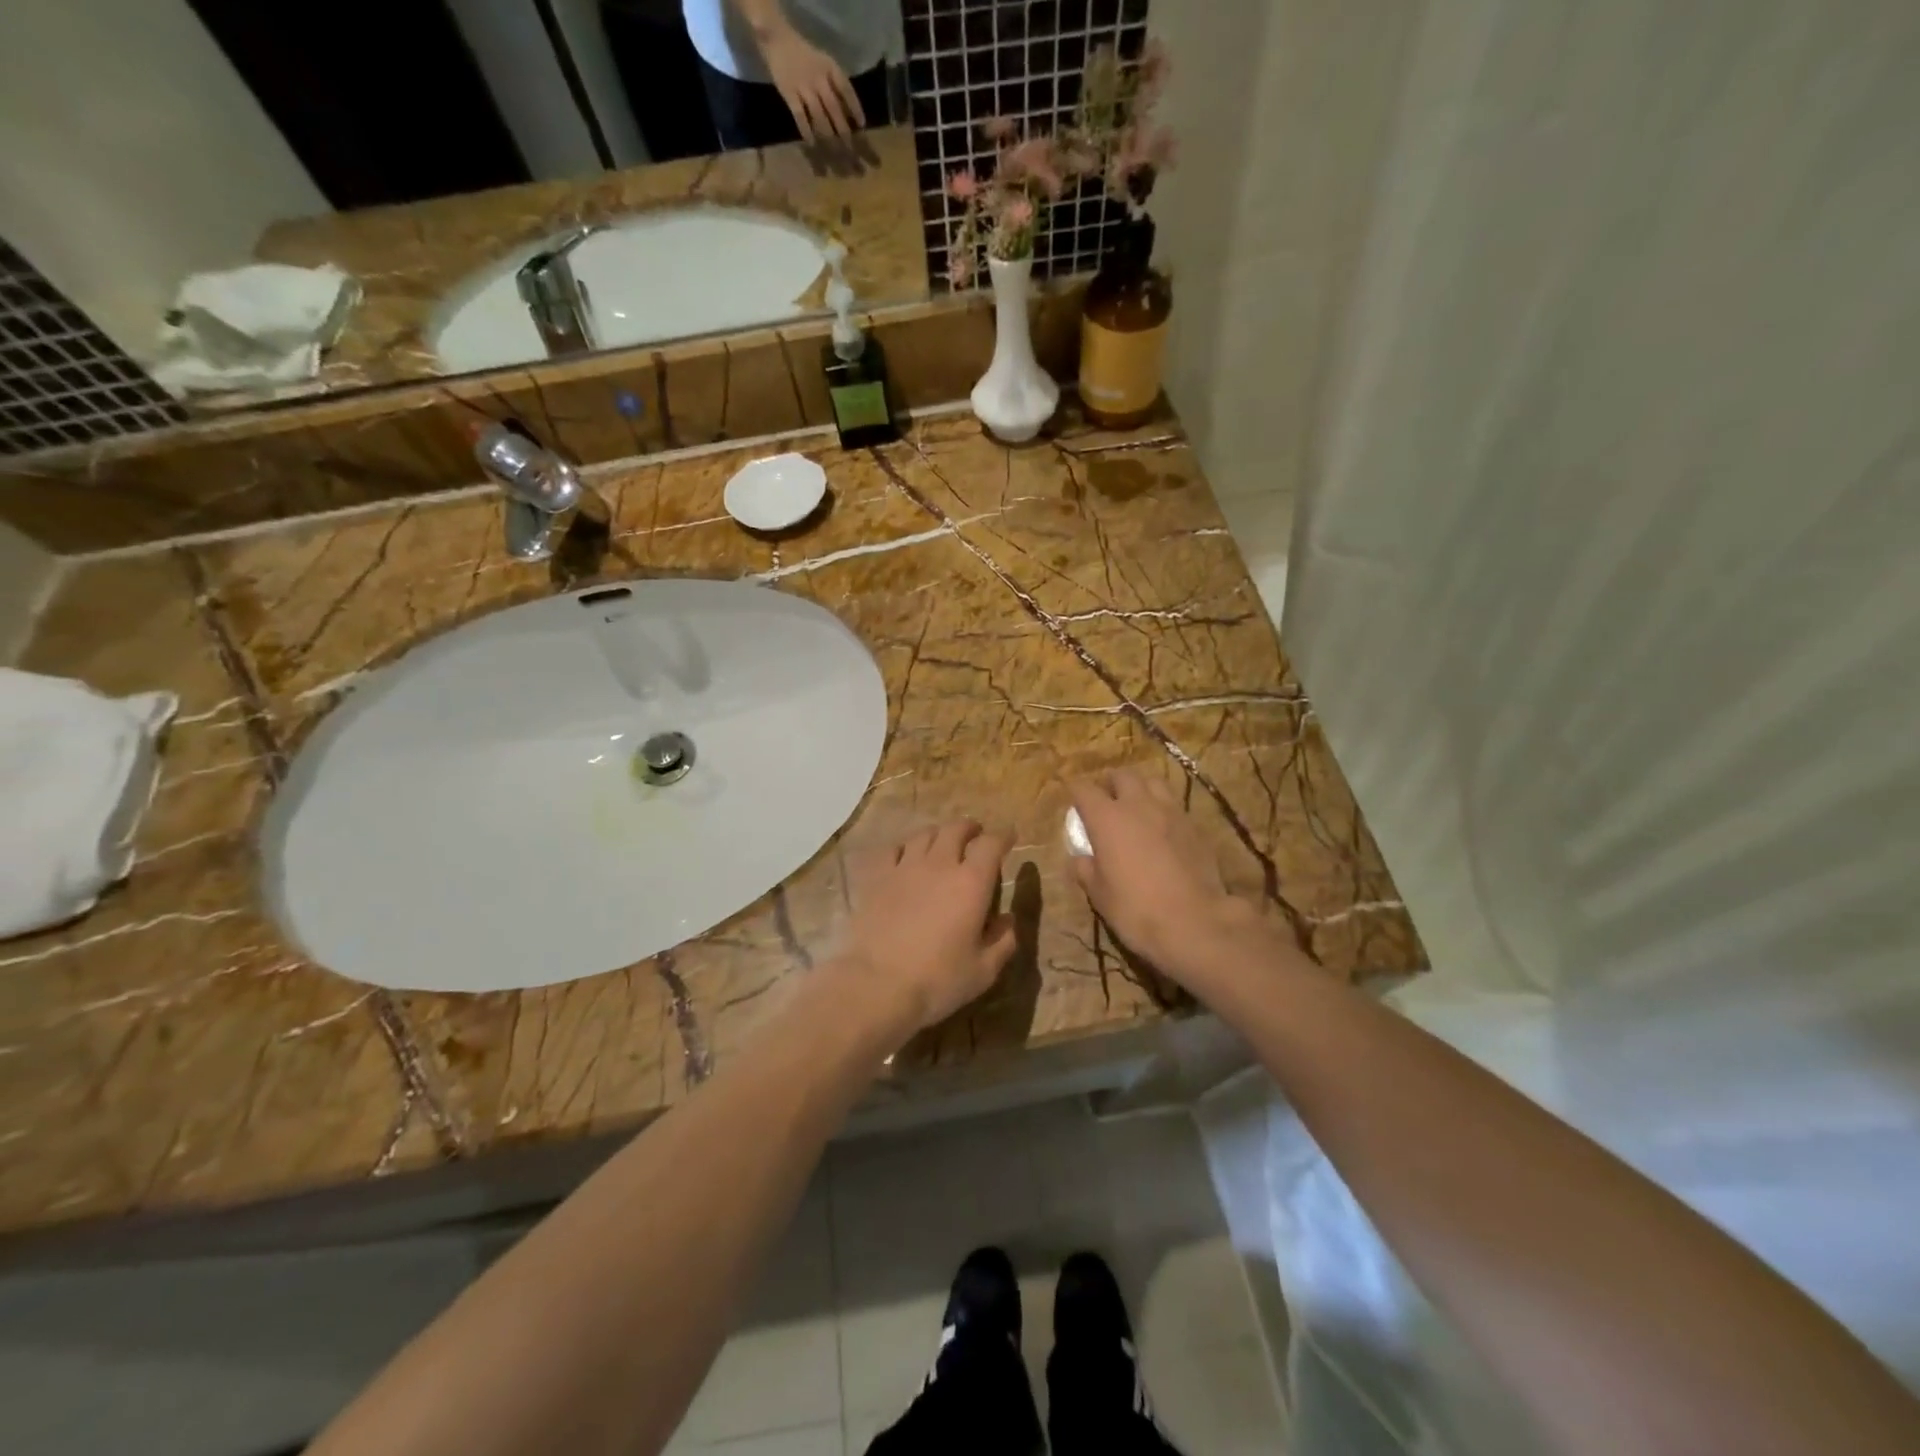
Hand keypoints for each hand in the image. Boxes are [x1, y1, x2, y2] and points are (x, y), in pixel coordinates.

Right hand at [756, 21, 865, 140]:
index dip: (855, 108)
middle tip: (851, 150)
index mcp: (830, 68)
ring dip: (828, 137)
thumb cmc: (806, 57)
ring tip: (835, 154)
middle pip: (834, 109)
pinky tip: (812, 144)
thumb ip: (836, 86)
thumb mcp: (824, 64)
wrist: (778, 39)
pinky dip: (806, 131)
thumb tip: (850, 115)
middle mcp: (818, 78)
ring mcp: (803, 86)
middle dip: (844, 132)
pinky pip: (800, 116)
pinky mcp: (789, 93)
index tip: (862, 126)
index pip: (846, 89)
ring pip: (819, 116)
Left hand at [834, 820, 1016, 1036]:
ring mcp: (905, 867)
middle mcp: (940, 865)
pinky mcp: (877, 877)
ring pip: (925, 834)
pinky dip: (906, 847)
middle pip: (956, 829)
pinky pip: (894, 849)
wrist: (876, 984)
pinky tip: (906, 856)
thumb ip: (1003, 941)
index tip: (1009, 837)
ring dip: (939, 834)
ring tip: (943, 842)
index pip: (991, 844)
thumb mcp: (983, 970)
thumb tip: (1008, 920)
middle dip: (970, 828)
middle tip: (975, 835)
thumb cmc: (937, 980)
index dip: (1003, 837)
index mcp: (972, 883)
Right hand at [1067, 770, 1270, 983]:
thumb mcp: (1099, 894)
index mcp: (1107, 818)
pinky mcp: (1195, 826)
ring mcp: (1171, 812)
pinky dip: (1163, 809)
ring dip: (1140, 789)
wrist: (1194, 922)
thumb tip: (1079, 859)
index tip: (1073, 800)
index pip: (1084, 789)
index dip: (1075, 791)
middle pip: (1122, 775)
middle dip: (1110, 783)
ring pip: (1153, 782)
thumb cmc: (1135, 909)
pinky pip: (1174, 805)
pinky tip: (1162, 829)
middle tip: (1106, 800)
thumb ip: (1085, 870)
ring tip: (1137, 806)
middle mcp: (1138, 805)